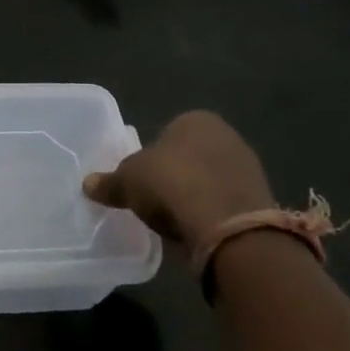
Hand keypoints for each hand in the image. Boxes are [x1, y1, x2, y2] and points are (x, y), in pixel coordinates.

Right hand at [83, 111, 272, 250]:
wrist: (227, 227)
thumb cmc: (171, 184)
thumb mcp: (127, 182)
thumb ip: (109, 182)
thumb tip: (88, 184)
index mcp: (195, 119)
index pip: (167, 132)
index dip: (152, 156)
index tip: (141, 180)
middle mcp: (226, 135)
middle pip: (191, 156)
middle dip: (176, 175)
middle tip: (155, 199)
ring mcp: (248, 167)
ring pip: (210, 180)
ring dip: (195, 196)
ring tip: (175, 220)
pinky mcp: (262, 201)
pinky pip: (226, 204)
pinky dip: (212, 215)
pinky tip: (197, 231)